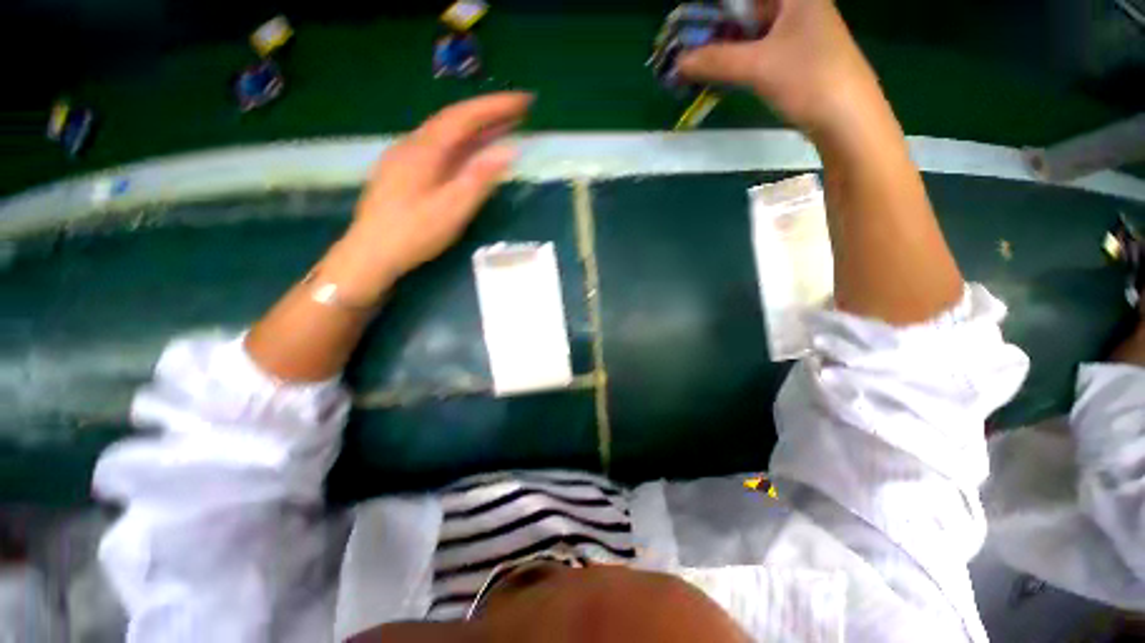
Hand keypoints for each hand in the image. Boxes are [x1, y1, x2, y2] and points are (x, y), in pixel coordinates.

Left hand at [324, 92, 532, 301]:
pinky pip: (437, 149)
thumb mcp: (453, 208)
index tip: (524, 101)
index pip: (465, 117)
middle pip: (454, 121)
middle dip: (488, 115)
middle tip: (518, 114)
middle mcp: (413, 145)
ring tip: (502, 130)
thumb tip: (509, 150)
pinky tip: (470, 153)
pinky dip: (461, 146)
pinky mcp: (403, 172)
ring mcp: (405, 157)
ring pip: (445, 135)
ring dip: (475, 130)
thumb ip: (480, 178)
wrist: (371, 253)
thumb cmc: (414, 233)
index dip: (496, 106)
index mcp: (425, 149)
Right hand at [677, 0, 878, 135]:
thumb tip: (678, 62)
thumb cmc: (809, 79)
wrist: (847, 119)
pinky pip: (758, 48)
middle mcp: (797, 4)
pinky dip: (737, 58)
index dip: (715, 7)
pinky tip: (719, 71)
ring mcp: (798, 30)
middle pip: (747, 8)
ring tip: (695, 62)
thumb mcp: (758, 66)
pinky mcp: (795, 55)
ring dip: (723, 45)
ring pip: (751, 29)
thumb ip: (715, 60)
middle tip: (686, 46)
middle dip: (714, 26)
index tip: (690, 23)